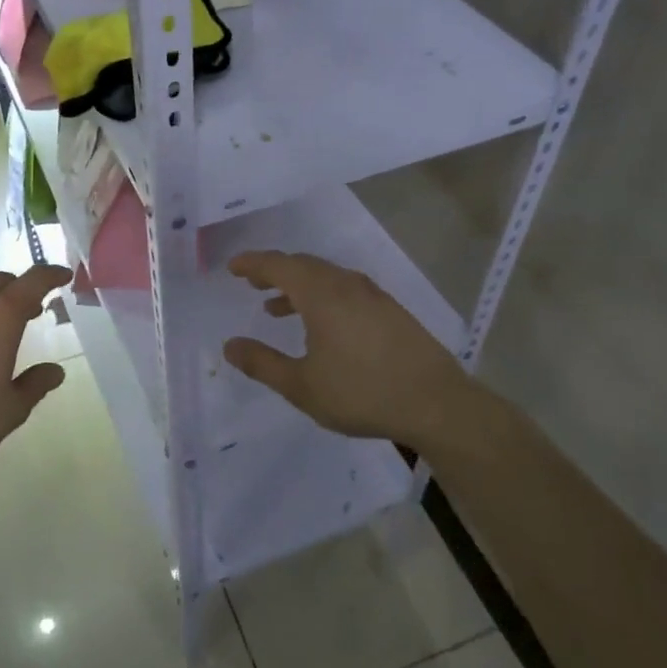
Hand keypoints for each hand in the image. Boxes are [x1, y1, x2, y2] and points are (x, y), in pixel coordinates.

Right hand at [222, 251, 474, 449]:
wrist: (437, 404)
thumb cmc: (362, 393)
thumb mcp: (302, 386)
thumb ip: (262, 363)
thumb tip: (229, 345)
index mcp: (321, 294)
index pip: (278, 265)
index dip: (253, 264)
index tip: (233, 267)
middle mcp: (346, 285)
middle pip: (303, 266)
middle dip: (274, 271)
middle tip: (252, 282)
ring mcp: (373, 296)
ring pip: (326, 278)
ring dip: (298, 286)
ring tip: (277, 308)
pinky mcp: (391, 311)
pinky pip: (345, 290)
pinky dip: (322, 297)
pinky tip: (322, 325)